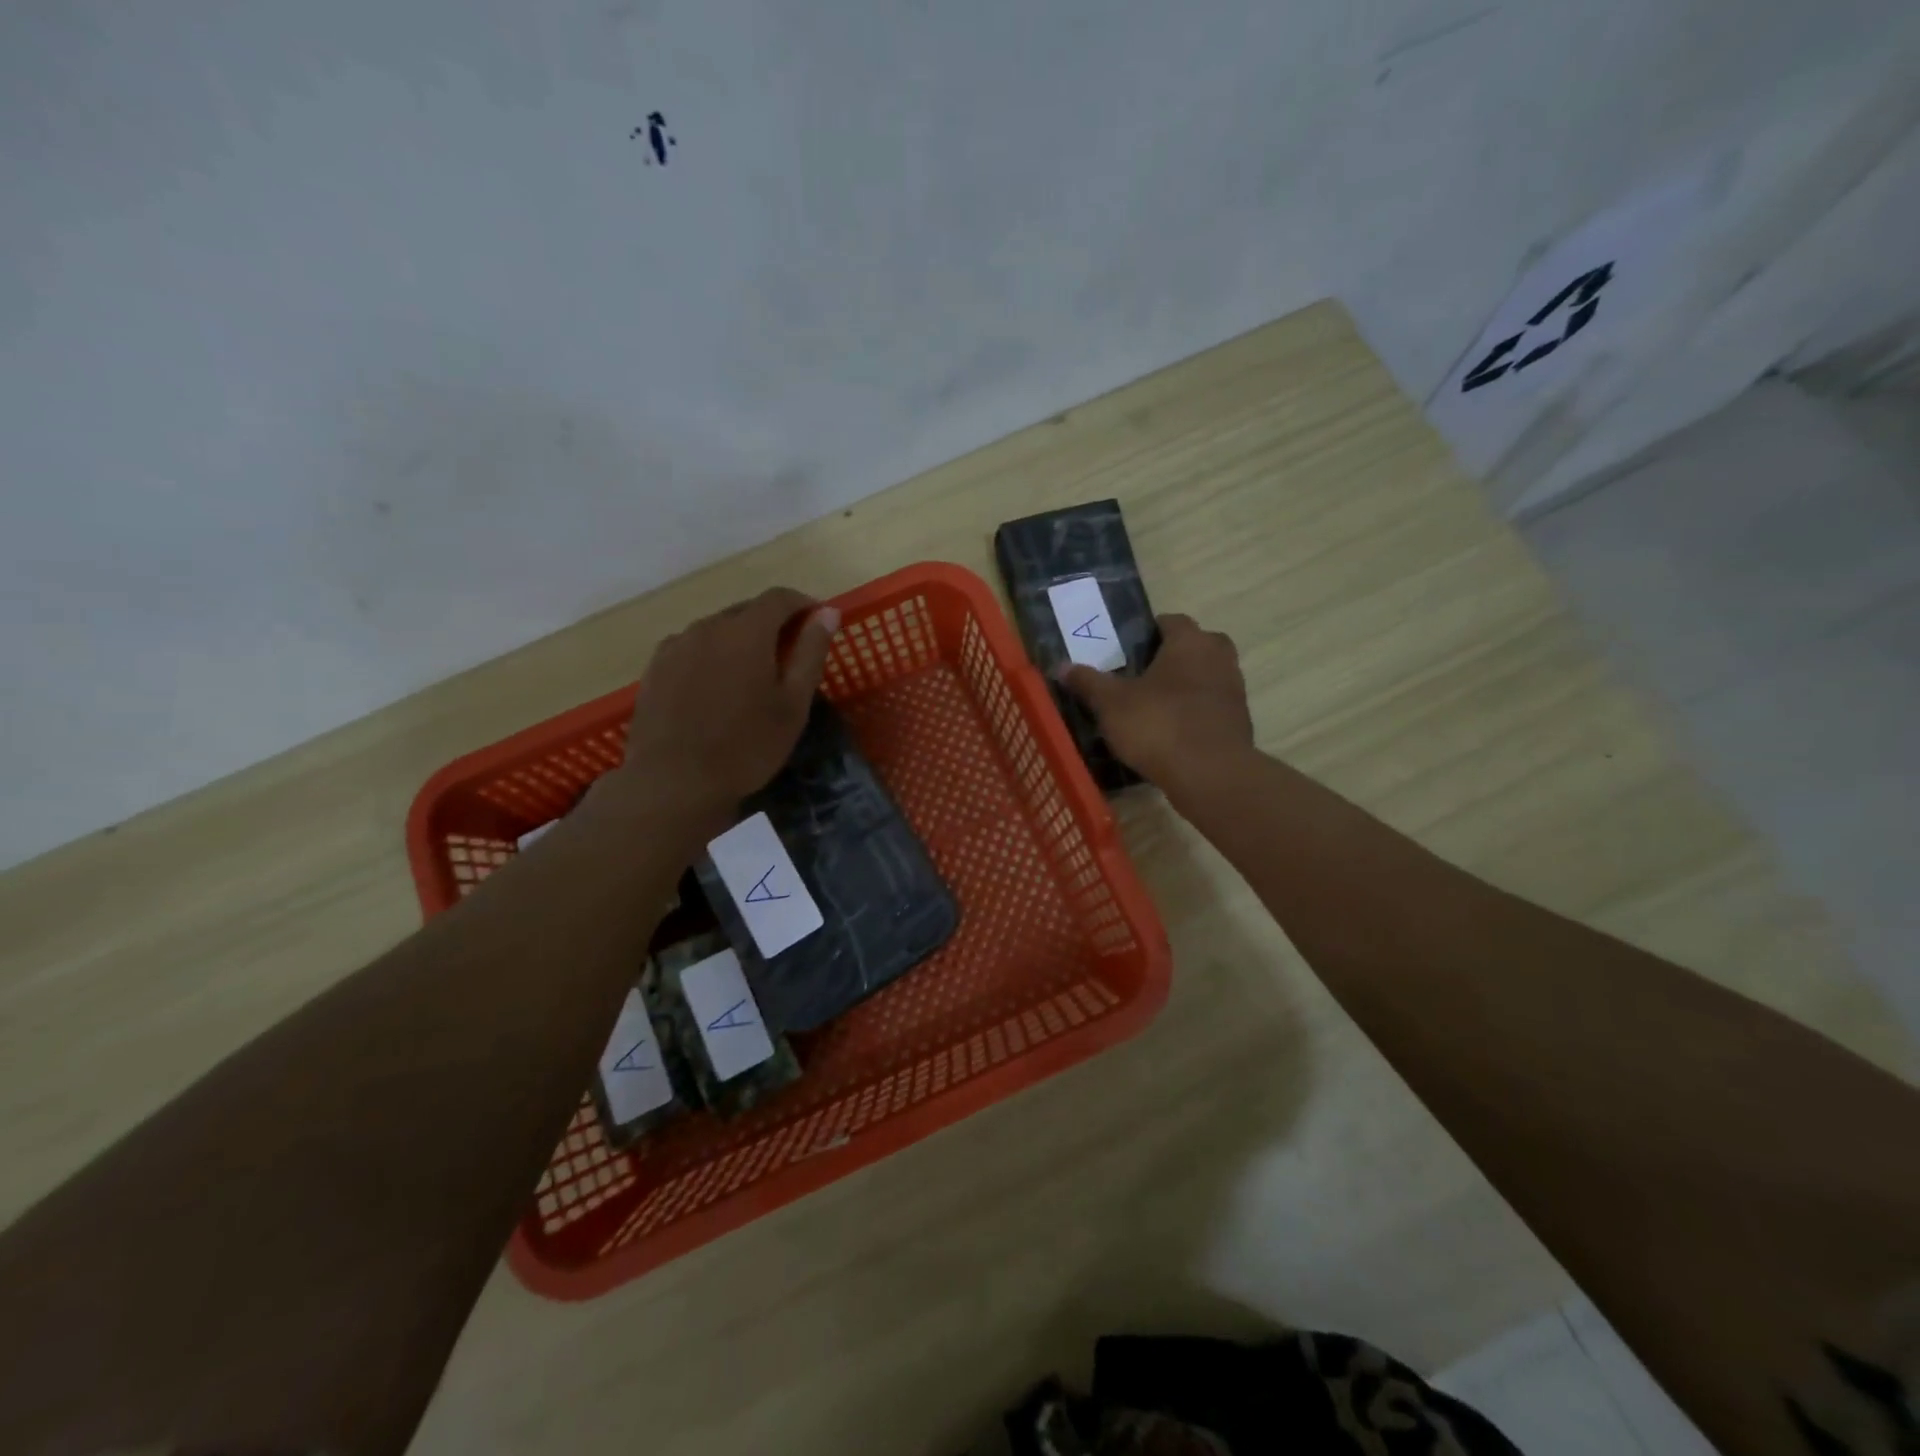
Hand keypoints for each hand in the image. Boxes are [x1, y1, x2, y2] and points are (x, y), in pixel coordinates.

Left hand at [618, 587, 838, 808]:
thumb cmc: (746, 746)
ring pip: (717, 629)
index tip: (818, 621)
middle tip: (790, 655)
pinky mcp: (655, 668)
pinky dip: (711, 655)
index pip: (779, 597)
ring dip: (739, 640)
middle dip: (772, 623)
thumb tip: (828, 612)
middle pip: (746, 610)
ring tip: (752, 675)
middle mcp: (708, 627)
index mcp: (746, 631)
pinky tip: (716, 687)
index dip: (802, 604)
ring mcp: (676, 646)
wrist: (673, 782)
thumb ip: (810, 652)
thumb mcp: (792, 704)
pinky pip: (692, 648)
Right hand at [1061, 613, 1253, 787]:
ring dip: (1187, 685)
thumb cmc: (1158, 725)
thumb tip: (1062, 666)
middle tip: (1143, 674)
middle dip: (1173, 656)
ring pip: (1207, 676)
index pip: (1172, 621)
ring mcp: (1234, 690)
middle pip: (1196, 646)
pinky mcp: (1239, 722)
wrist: (1210, 774)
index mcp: (1190, 642)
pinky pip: (1212, 706)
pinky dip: (1196, 712)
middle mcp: (1219, 657)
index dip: (1149, 631)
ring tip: (1154, 705)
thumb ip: (1088, 682)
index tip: (1128, 649)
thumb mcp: (1111, 704)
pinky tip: (1172, 731)